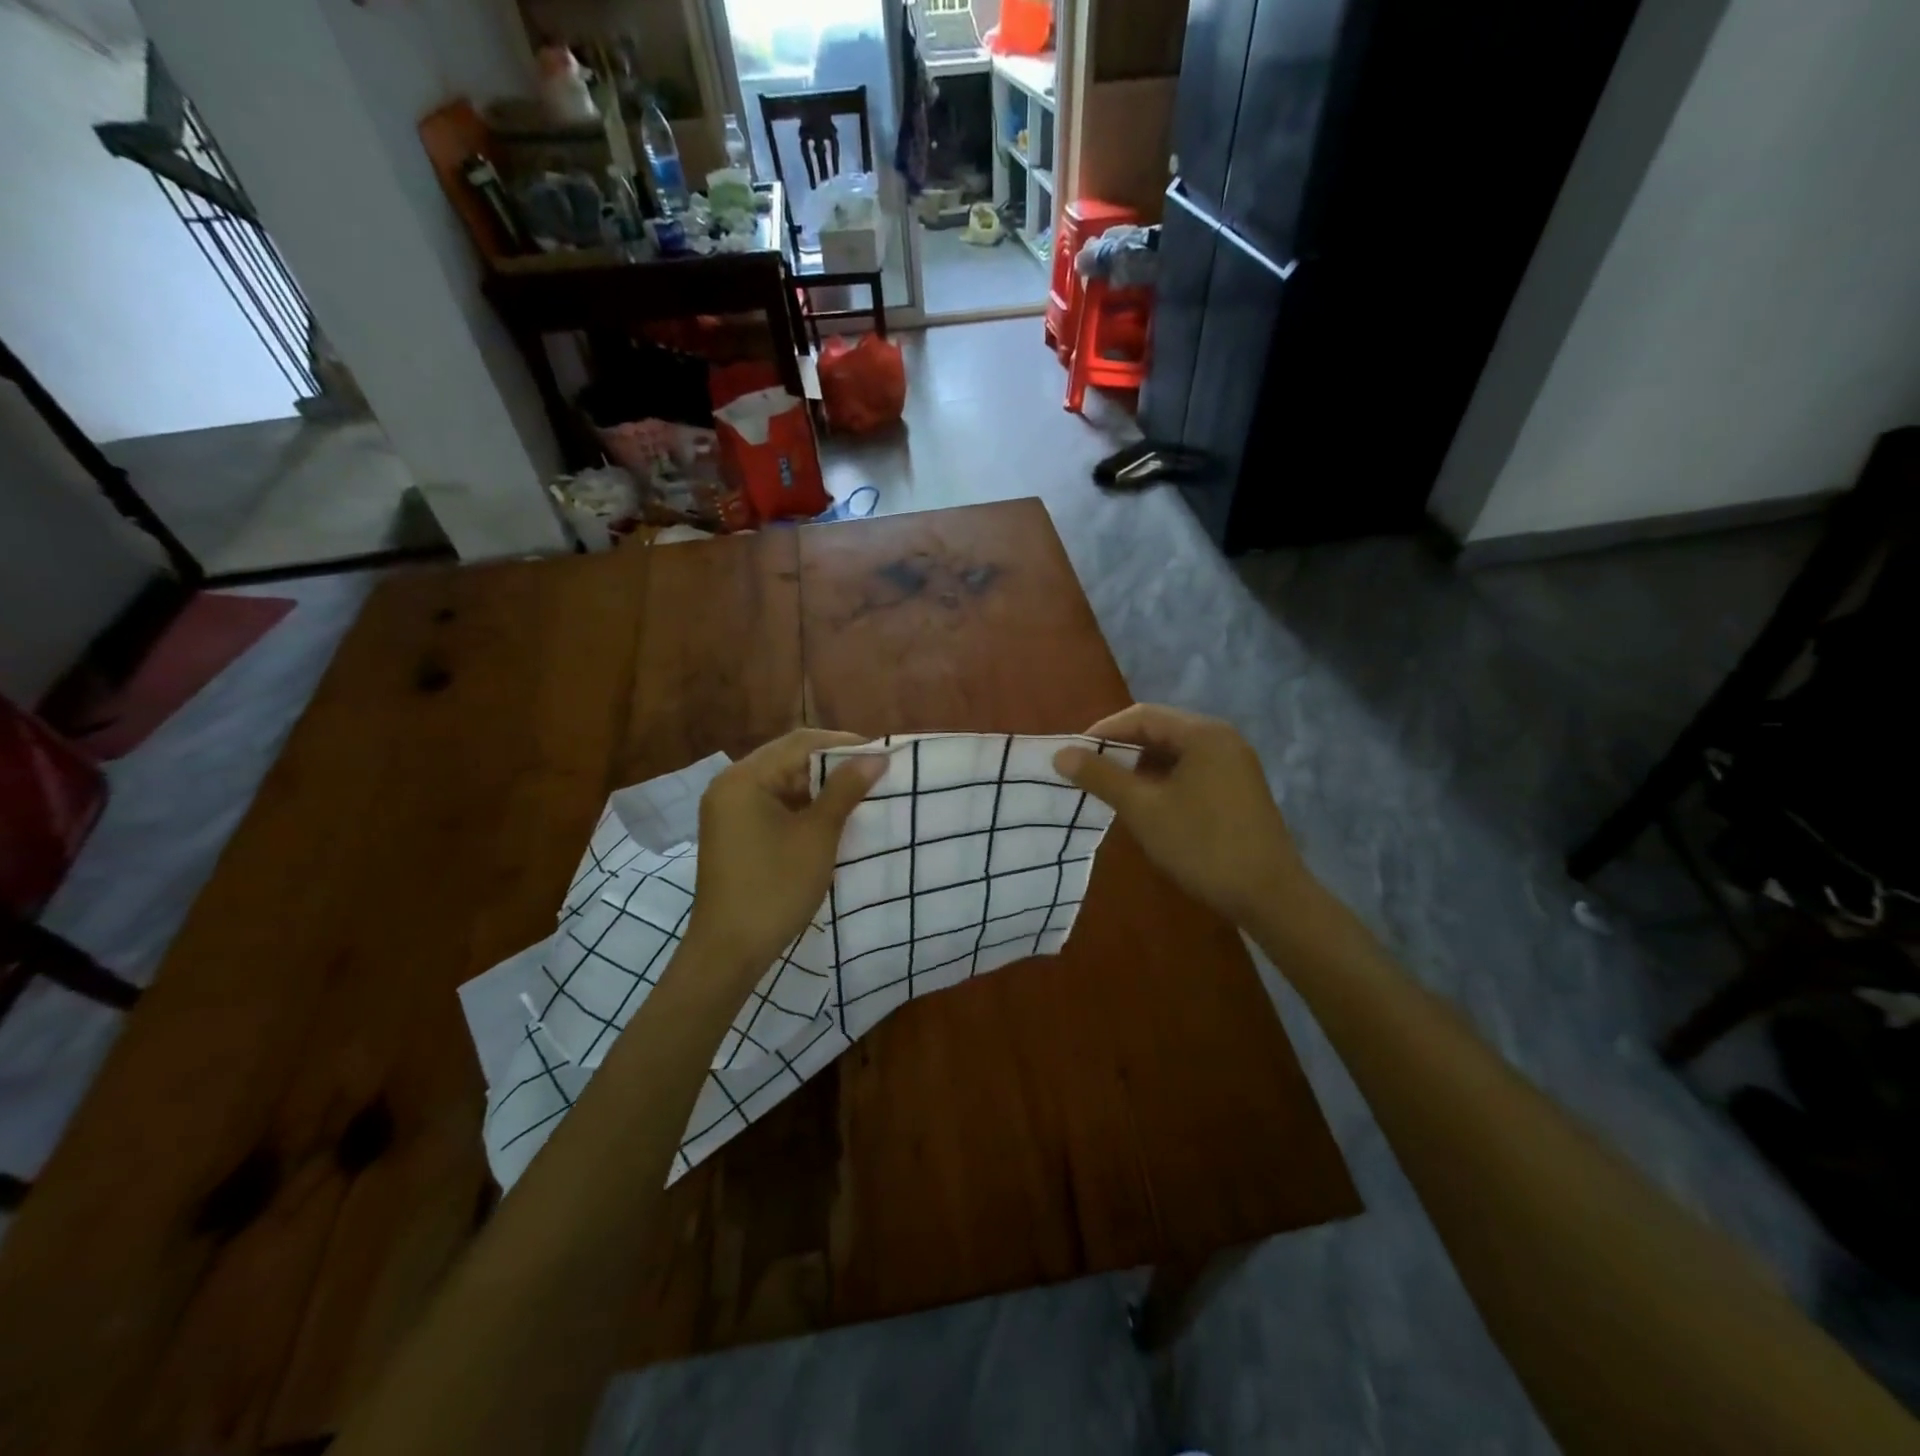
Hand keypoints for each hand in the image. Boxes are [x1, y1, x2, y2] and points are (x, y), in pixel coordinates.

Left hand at [682, 729, 886, 986]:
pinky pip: (772, 804)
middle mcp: (730, 784)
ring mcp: (728, 809)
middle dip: (833, 764)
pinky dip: (802, 805)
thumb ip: (845, 790)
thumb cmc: (775, 888)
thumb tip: (876, 757)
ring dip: (819, 785)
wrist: (729, 951)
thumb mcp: (817, 835)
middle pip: (788, 758)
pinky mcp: (733, 832)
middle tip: (875, 772)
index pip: (801, 742)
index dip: (845, 744)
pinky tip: (831, 815)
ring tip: (860, 792)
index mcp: (744, 777)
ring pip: (782, 781)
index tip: (882, 755)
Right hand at [1054, 704, 1312, 925]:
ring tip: (1111, 791)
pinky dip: (1162, 780)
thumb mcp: (1143, 809)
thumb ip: (1101, 777)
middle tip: (1087, 773)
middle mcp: (1221, 738)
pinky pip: (1190, 770)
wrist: (1269, 895)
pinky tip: (1146, 805)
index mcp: (1202, 733)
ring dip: (1140, 766)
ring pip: (1174, 752)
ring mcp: (1233, 763)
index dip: (1102, 732)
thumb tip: (1061, 754)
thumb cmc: (1202, 845)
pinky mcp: (1237, 787)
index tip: (1073, 756)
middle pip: (1159, 730)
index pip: (1141, 716)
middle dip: (1120, 749)